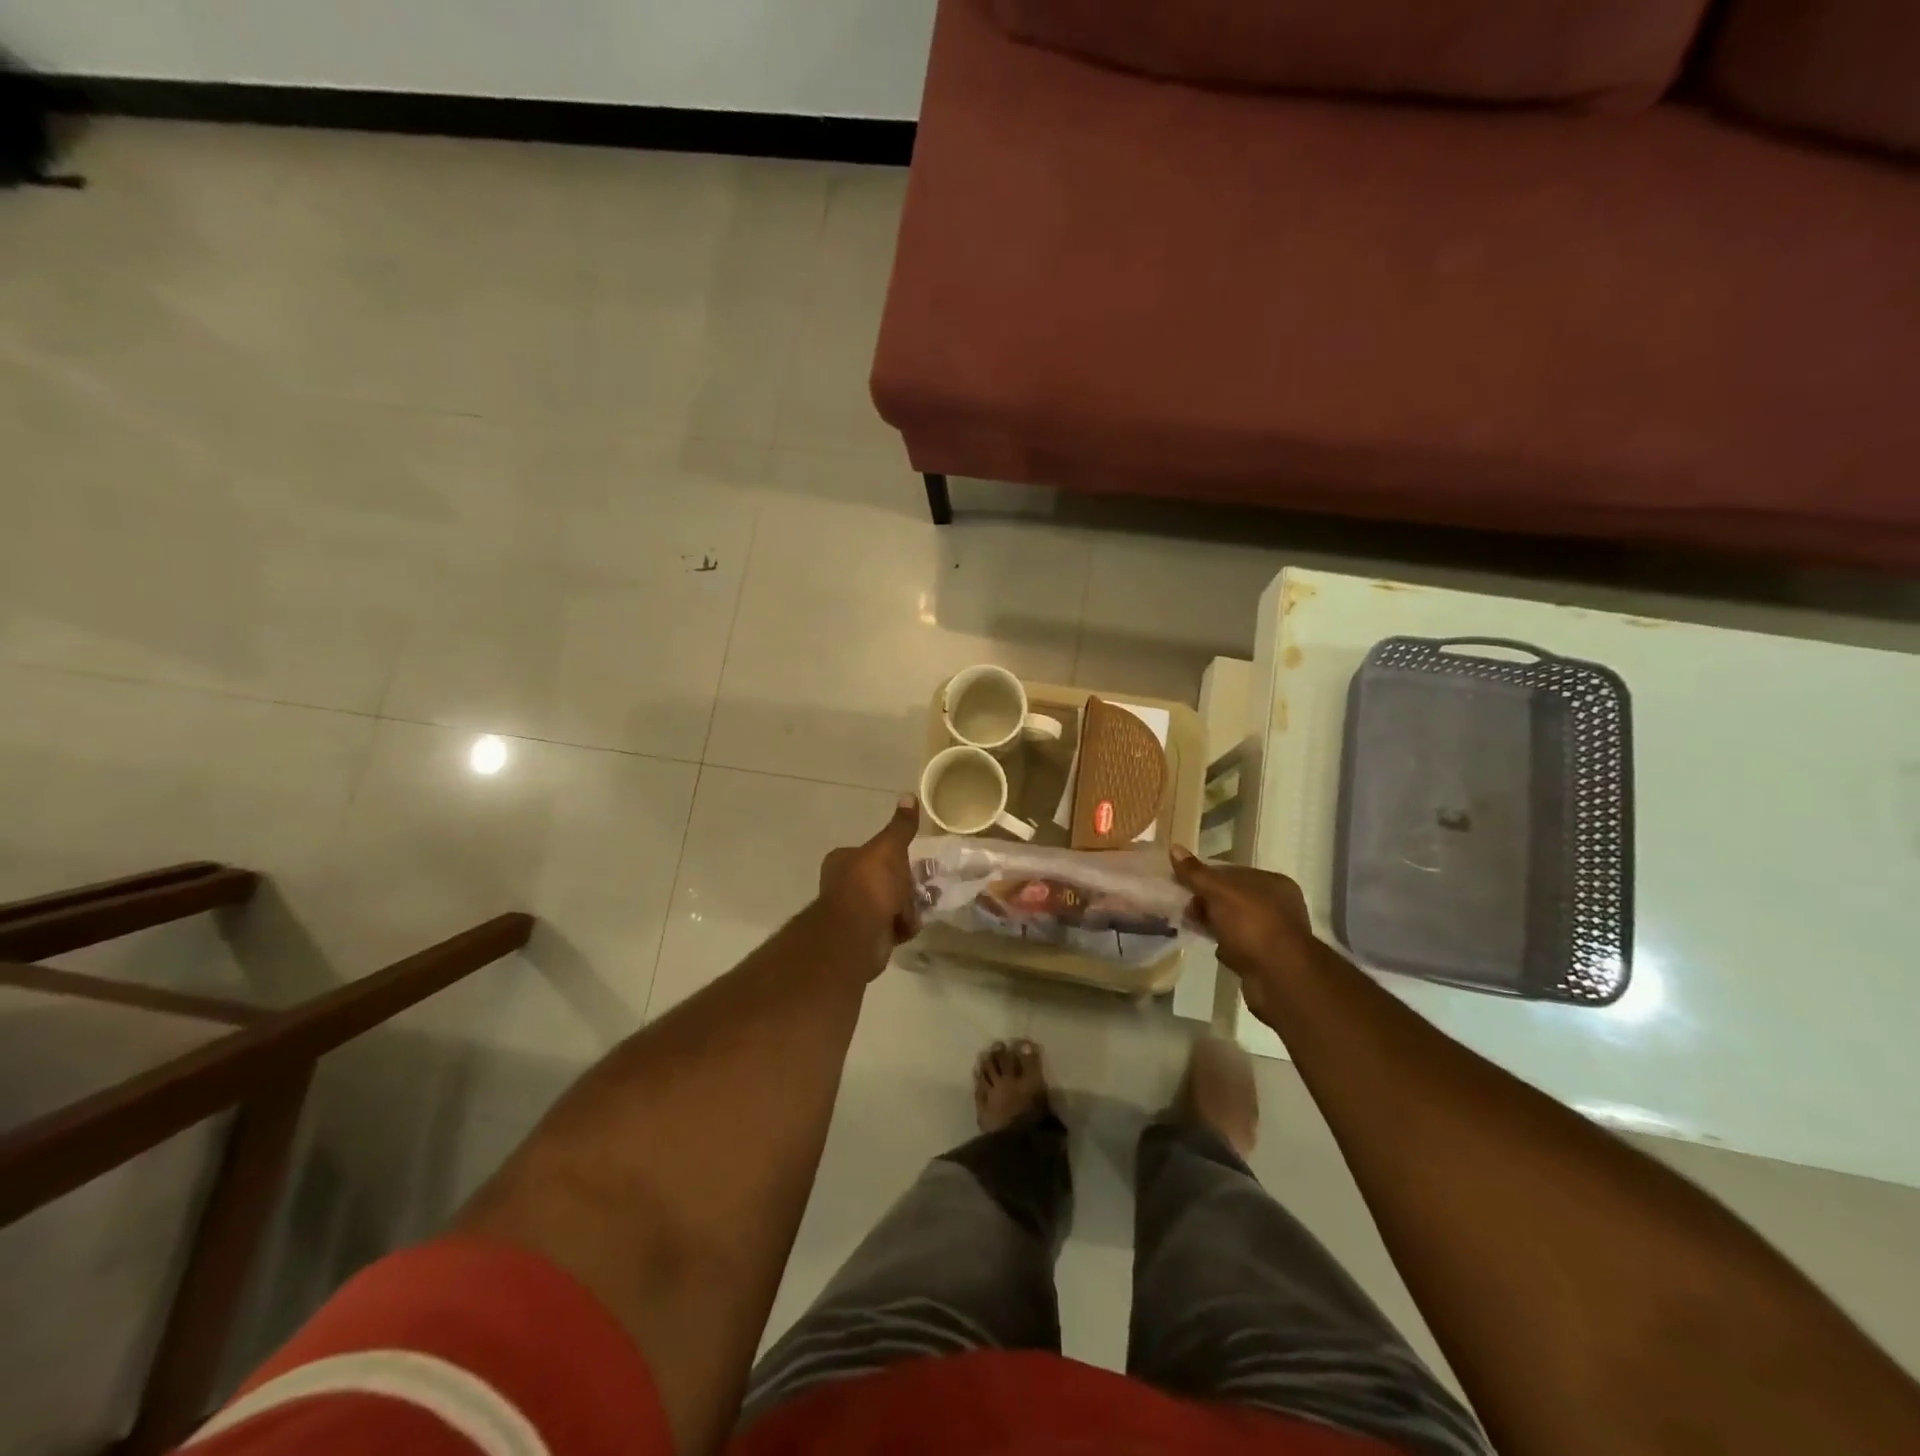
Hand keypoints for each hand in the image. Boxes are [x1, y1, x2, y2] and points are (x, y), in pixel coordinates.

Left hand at [817, 796, 921, 978]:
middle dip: (907, 882)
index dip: (895, 855)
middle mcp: (845, 885)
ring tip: (927, 902)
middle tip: (929, 882)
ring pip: (890, 903)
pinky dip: (904, 925)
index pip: (873, 852)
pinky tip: (913, 923)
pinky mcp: (866, 937)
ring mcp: (855, 913)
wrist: (858, 934)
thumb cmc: (871, 883)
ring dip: (909, 904)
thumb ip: (901, 826)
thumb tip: (908, 794)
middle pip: (884, 878)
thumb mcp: (889, 848)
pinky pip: (891, 926)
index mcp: (844, 860)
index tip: (916, 857)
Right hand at [1172, 848, 1316, 1022]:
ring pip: (1234, 923)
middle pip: (1232, 898)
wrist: (1280, 978)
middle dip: (1207, 902)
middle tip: (1185, 907)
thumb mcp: (1220, 892)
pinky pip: (1238, 946)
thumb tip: (1174, 848)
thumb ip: (1196, 874)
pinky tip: (1213, 948)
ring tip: (1191, 926)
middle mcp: (1278, 906)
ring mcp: (1273, 934)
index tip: (1182, 883)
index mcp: (1273, 883)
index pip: (1233, 872)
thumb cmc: (1252, 925)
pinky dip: (1224, 946)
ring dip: (1213, 925)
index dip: (1206, 876)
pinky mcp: (1265, 959)